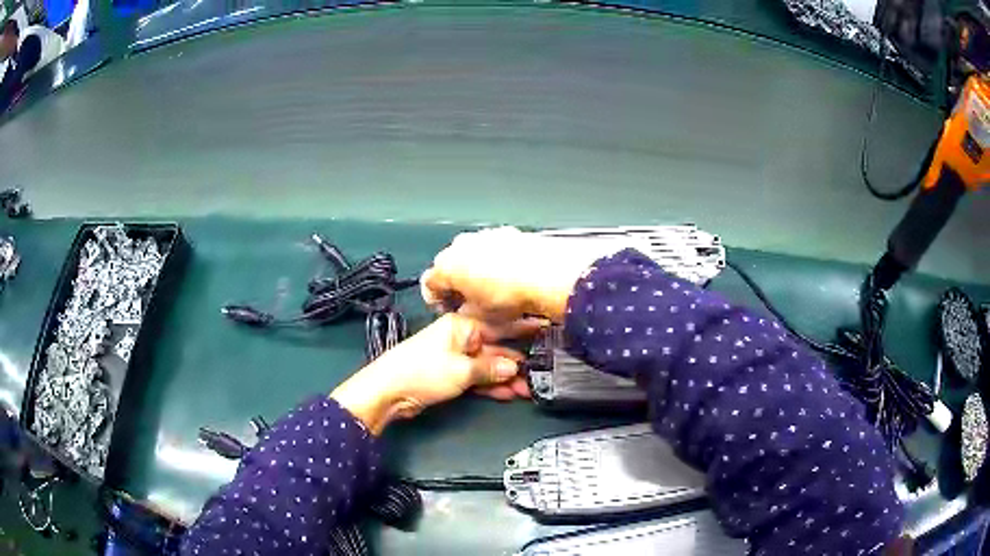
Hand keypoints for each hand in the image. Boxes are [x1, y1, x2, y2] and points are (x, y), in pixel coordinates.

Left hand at [330, 314, 536, 433]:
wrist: (389, 391)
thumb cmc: (423, 372)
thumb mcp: (461, 370)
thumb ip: (490, 368)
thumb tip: (515, 368)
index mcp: (462, 325)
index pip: (499, 326)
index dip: (522, 331)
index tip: (544, 332)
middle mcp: (460, 337)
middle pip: (495, 349)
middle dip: (516, 364)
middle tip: (540, 376)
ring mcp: (455, 357)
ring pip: (487, 366)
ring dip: (505, 379)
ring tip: (529, 391)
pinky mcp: (450, 375)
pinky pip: (477, 378)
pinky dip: (491, 386)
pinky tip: (509, 394)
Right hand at [422, 227, 618, 322]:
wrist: (546, 273)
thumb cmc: (513, 295)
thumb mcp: (481, 317)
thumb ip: (465, 314)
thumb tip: (467, 313)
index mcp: (446, 267)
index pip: (429, 284)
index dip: (437, 300)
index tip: (449, 308)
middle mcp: (460, 246)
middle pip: (450, 266)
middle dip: (457, 283)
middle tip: (472, 302)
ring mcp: (483, 235)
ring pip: (472, 255)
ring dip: (477, 270)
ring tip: (495, 290)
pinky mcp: (505, 232)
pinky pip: (493, 248)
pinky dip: (497, 260)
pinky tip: (511, 276)